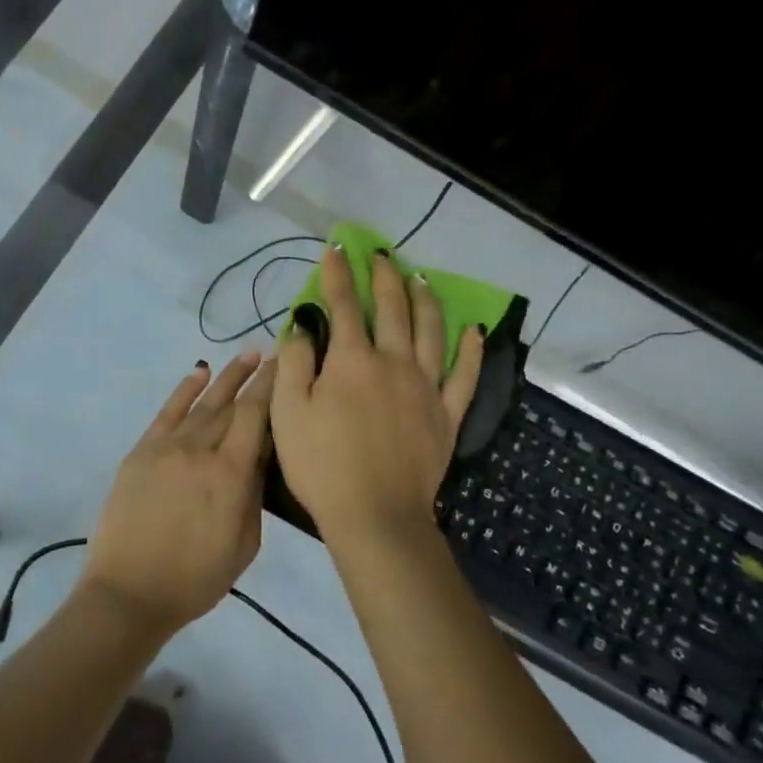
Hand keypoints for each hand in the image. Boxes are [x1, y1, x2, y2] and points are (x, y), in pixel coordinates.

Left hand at [80, 353, 275, 635]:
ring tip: (247, 356)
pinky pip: (167, 413)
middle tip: (274, 354)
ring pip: (203, 403)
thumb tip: (259, 455)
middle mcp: (200, 451)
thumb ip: (254, 494)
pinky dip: (184, 390)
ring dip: (226, 377)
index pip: (256, 416)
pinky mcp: (141, 452)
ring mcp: (167, 448)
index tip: (287, 364)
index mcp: (231, 475)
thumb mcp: (245, 544)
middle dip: (255, 378)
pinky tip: (199, 373)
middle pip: (232, 404)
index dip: (272, 387)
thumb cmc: (196, 579)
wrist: (129, 592)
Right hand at [271, 247, 483, 544]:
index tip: (336, 248)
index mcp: (352, 361)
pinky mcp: (446, 414)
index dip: (338, 274)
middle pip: (393, 309)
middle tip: (381, 255)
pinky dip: (470, 351)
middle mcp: (394, 362)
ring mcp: (426, 387)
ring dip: (425, 301)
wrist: (375, 514)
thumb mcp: (288, 413)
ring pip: (431, 331)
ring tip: (421, 279)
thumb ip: (295, 364)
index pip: (344, 305)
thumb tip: (304, 329)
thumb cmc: (322, 464)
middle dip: (385, 277)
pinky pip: (464, 375)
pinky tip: (473, 331)